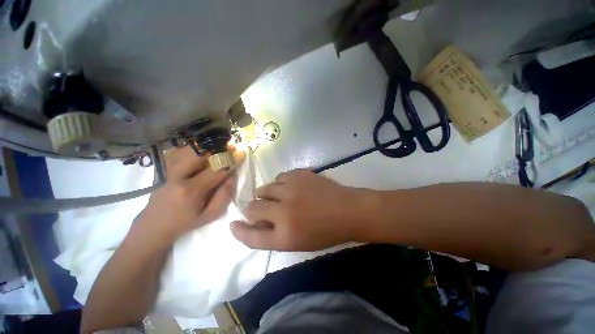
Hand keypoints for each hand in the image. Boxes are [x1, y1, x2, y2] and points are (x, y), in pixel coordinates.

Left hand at [135, 146, 244, 246]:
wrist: (153, 226)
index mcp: (190, 191)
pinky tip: (199, 151)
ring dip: (205, 147)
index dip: (230, 160)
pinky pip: (176, 152)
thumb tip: (231, 177)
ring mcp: (166, 171)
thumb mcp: (210, 216)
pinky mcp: (161, 169)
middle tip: (229, 147)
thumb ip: (223, 196)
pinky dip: (190, 149)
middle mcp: (176, 177)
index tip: (241, 153)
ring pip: (187, 150)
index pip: (215, 170)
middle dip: (217, 148)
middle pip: (199, 154)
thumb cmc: (185, 223)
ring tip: (217, 147)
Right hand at [230, 169, 369, 250]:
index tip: (234, 224)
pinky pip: (279, 177)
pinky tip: (291, 187)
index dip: (240, 231)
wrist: (348, 210)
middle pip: (252, 207)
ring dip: (267, 195)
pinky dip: (280, 184)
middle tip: (264, 209)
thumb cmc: (325, 231)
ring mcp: (292, 189)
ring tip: (280, 197)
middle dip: (253, 209)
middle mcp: (284, 211)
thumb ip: (274, 234)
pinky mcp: (299, 174)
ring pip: (264, 188)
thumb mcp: (298, 242)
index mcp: (285, 235)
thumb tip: (256, 221)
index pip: (252, 236)